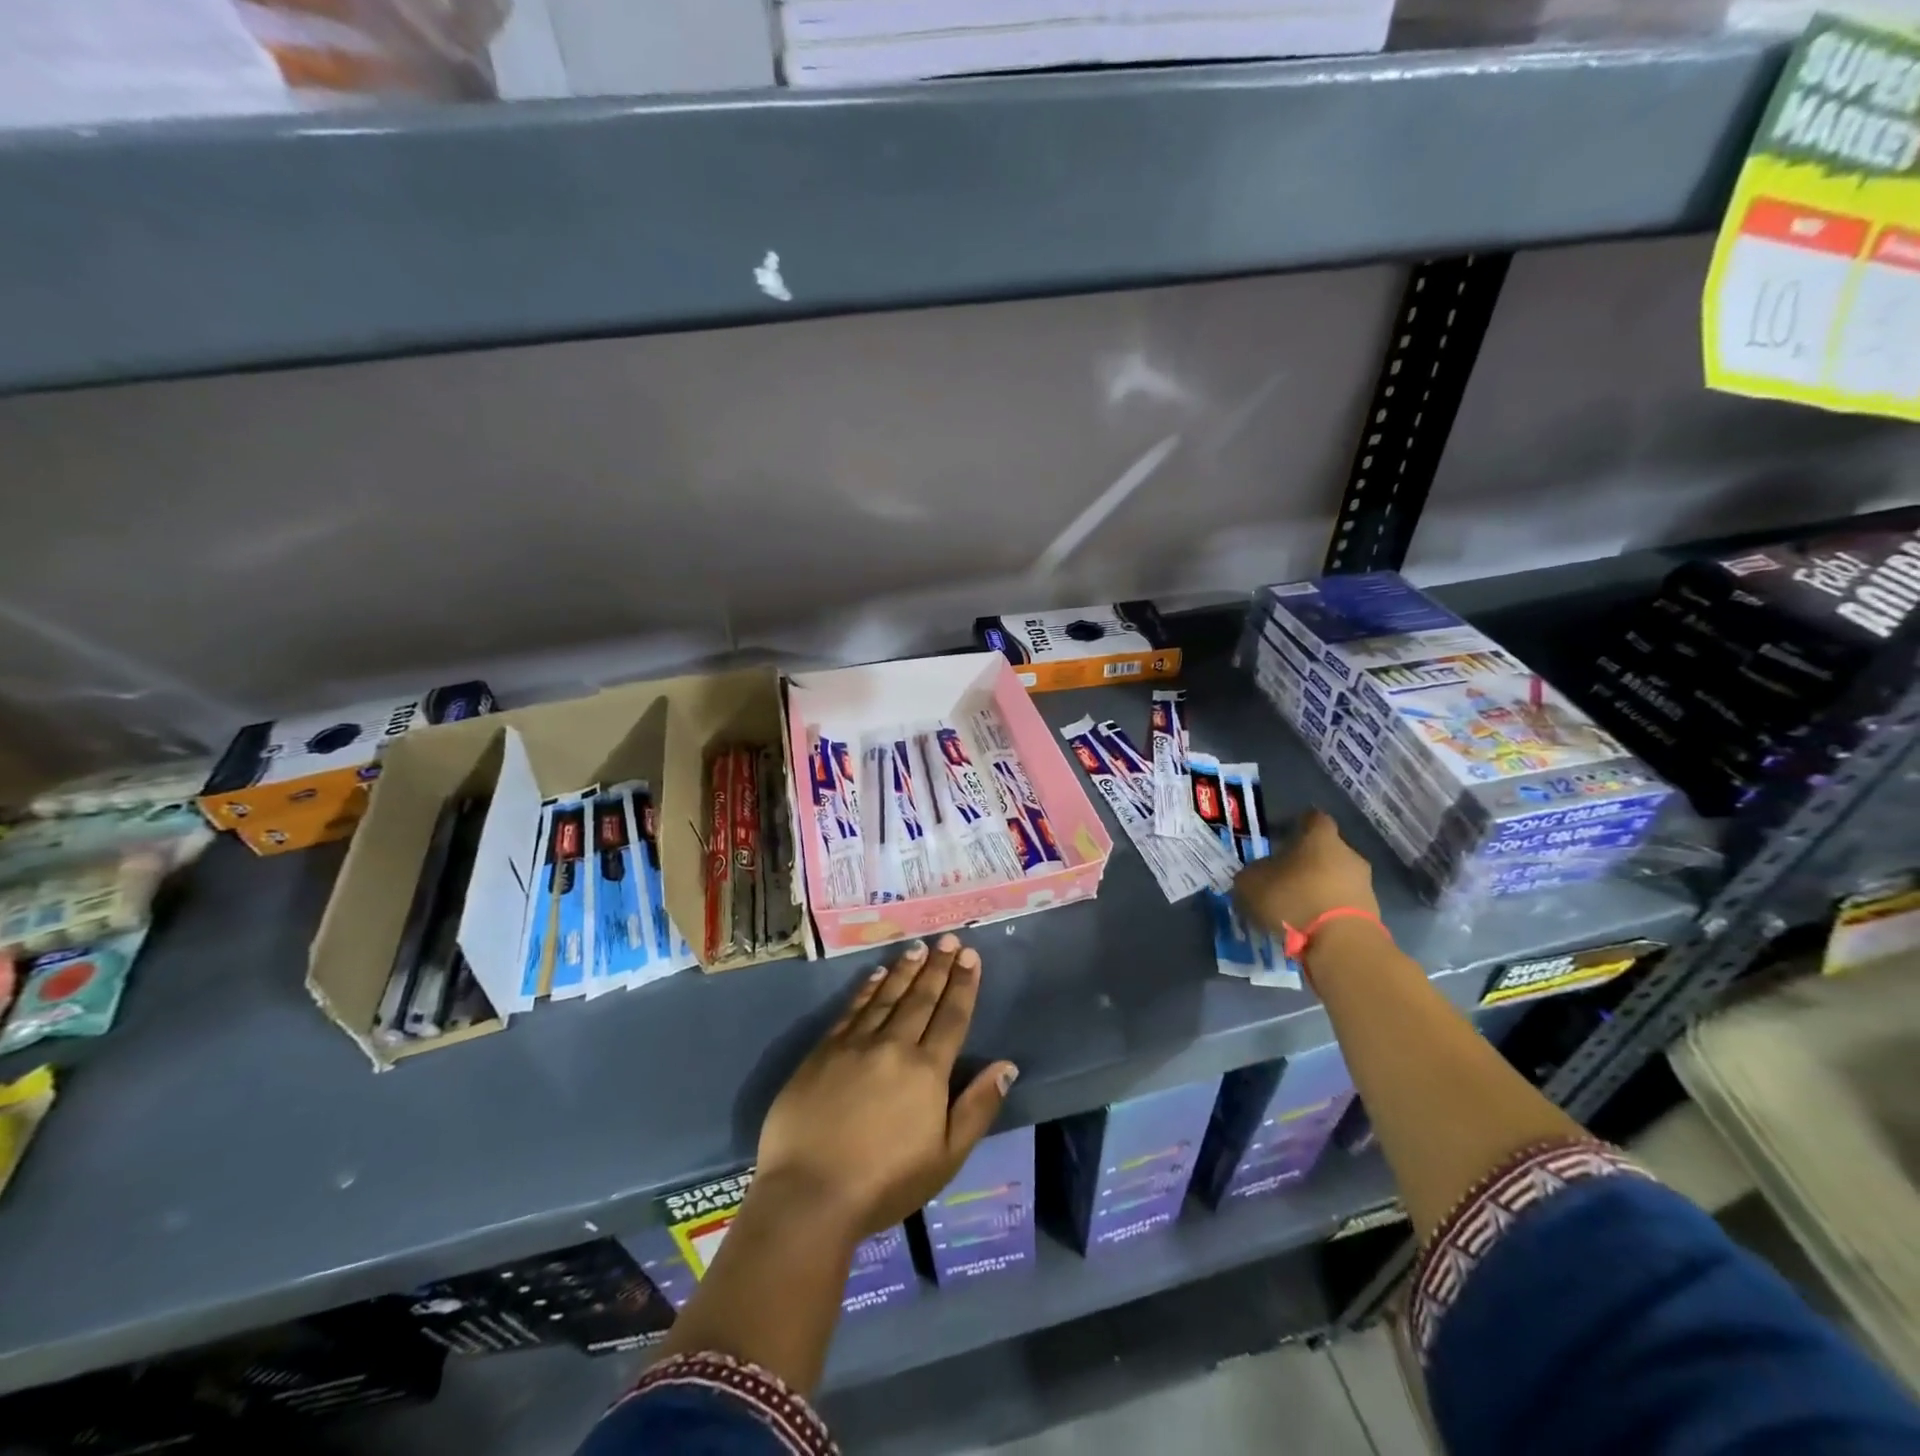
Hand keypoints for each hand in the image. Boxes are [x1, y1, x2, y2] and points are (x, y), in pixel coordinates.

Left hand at [755, 935, 1017, 1238]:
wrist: (809, 1194)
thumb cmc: (884, 1183)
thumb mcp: (946, 1158)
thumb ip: (977, 1107)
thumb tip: (1007, 1065)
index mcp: (927, 1071)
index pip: (951, 1017)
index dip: (963, 985)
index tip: (971, 956)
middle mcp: (894, 1046)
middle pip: (921, 998)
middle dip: (938, 967)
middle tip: (949, 939)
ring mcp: (855, 1044)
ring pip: (887, 997)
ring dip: (905, 970)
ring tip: (918, 948)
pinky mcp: (823, 1051)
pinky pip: (852, 1009)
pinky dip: (867, 989)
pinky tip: (876, 975)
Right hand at [1234, 808, 1378, 934]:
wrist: (1342, 943)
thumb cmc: (1293, 899)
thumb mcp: (1252, 884)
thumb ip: (1252, 874)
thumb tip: (1256, 875)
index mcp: (1320, 837)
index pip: (1313, 818)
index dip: (1299, 825)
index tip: (1286, 834)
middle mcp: (1348, 853)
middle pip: (1328, 850)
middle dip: (1309, 861)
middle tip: (1287, 875)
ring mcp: (1364, 884)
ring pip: (1337, 878)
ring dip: (1320, 887)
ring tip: (1298, 906)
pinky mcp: (1371, 913)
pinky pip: (1344, 904)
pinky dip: (1329, 910)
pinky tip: (1312, 924)